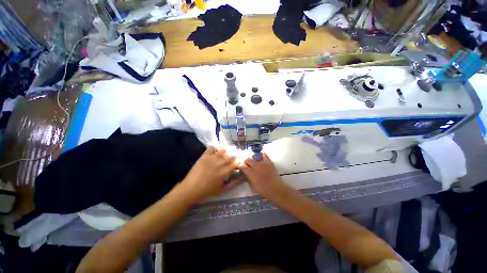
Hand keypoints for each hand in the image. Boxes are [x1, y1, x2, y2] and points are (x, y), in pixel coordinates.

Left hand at [179, 146, 239, 202]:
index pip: (236, 163)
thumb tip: (239, 179)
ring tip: (223, 156)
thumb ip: (232, 184)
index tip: (236, 166)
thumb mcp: (221, 190)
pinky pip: (211, 148)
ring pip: (222, 151)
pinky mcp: (204, 156)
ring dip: (224, 153)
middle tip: (229, 162)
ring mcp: (212, 158)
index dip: (237, 163)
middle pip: (230, 156)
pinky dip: (214, 148)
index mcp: (225, 171)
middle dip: (231, 159)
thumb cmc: (207, 191)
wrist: (190, 189)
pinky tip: (215, 151)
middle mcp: (221, 162)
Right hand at [240, 153, 288, 199]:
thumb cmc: (264, 189)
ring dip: (252, 158)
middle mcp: (256, 166)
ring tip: (253, 162)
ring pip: (255, 156)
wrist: (276, 189)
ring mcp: (263, 163)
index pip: (243, 166)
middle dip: (246, 161)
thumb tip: (243, 168)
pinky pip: (264, 155)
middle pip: (248, 160)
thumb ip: (248, 175)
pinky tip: (260, 157)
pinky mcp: (269, 162)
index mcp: (251, 173)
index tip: (241, 166)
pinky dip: (261, 155)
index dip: (241, 165)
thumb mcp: (253, 184)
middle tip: (247, 164)